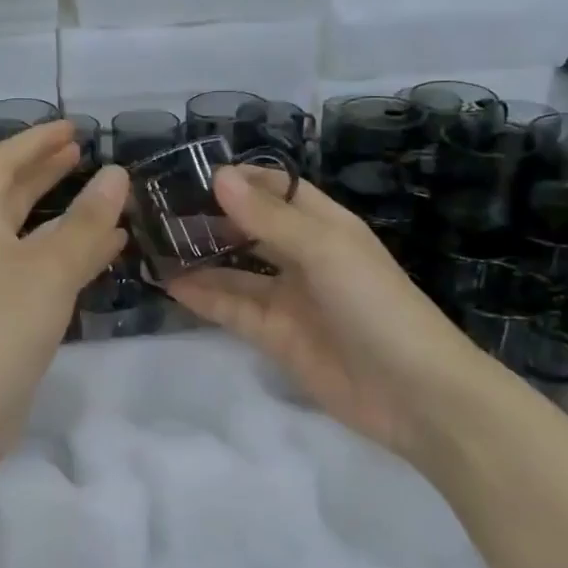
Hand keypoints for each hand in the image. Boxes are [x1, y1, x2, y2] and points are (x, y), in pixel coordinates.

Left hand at [0, 121, 128, 473]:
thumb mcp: (48, 270)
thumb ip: (84, 222)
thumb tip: (116, 174)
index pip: (2, 163)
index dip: (36, 140)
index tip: (75, 128)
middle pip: (12, 194)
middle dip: (47, 171)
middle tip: (84, 153)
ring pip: (31, 234)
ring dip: (65, 214)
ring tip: (106, 200)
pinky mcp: (4, 318)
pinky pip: (42, 270)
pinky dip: (72, 255)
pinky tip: (105, 254)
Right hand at [166, 167, 479, 458]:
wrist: (414, 394)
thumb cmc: (376, 305)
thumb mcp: (325, 250)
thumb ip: (269, 218)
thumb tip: (220, 177)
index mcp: (324, 225)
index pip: (276, 188)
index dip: (238, 179)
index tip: (187, 173)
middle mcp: (303, 256)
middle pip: (250, 228)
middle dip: (210, 218)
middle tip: (158, 210)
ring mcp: (288, 298)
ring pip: (236, 270)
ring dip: (200, 258)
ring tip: (153, 244)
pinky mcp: (275, 336)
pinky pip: (233, 309)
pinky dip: (204, 297)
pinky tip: (170, 284)